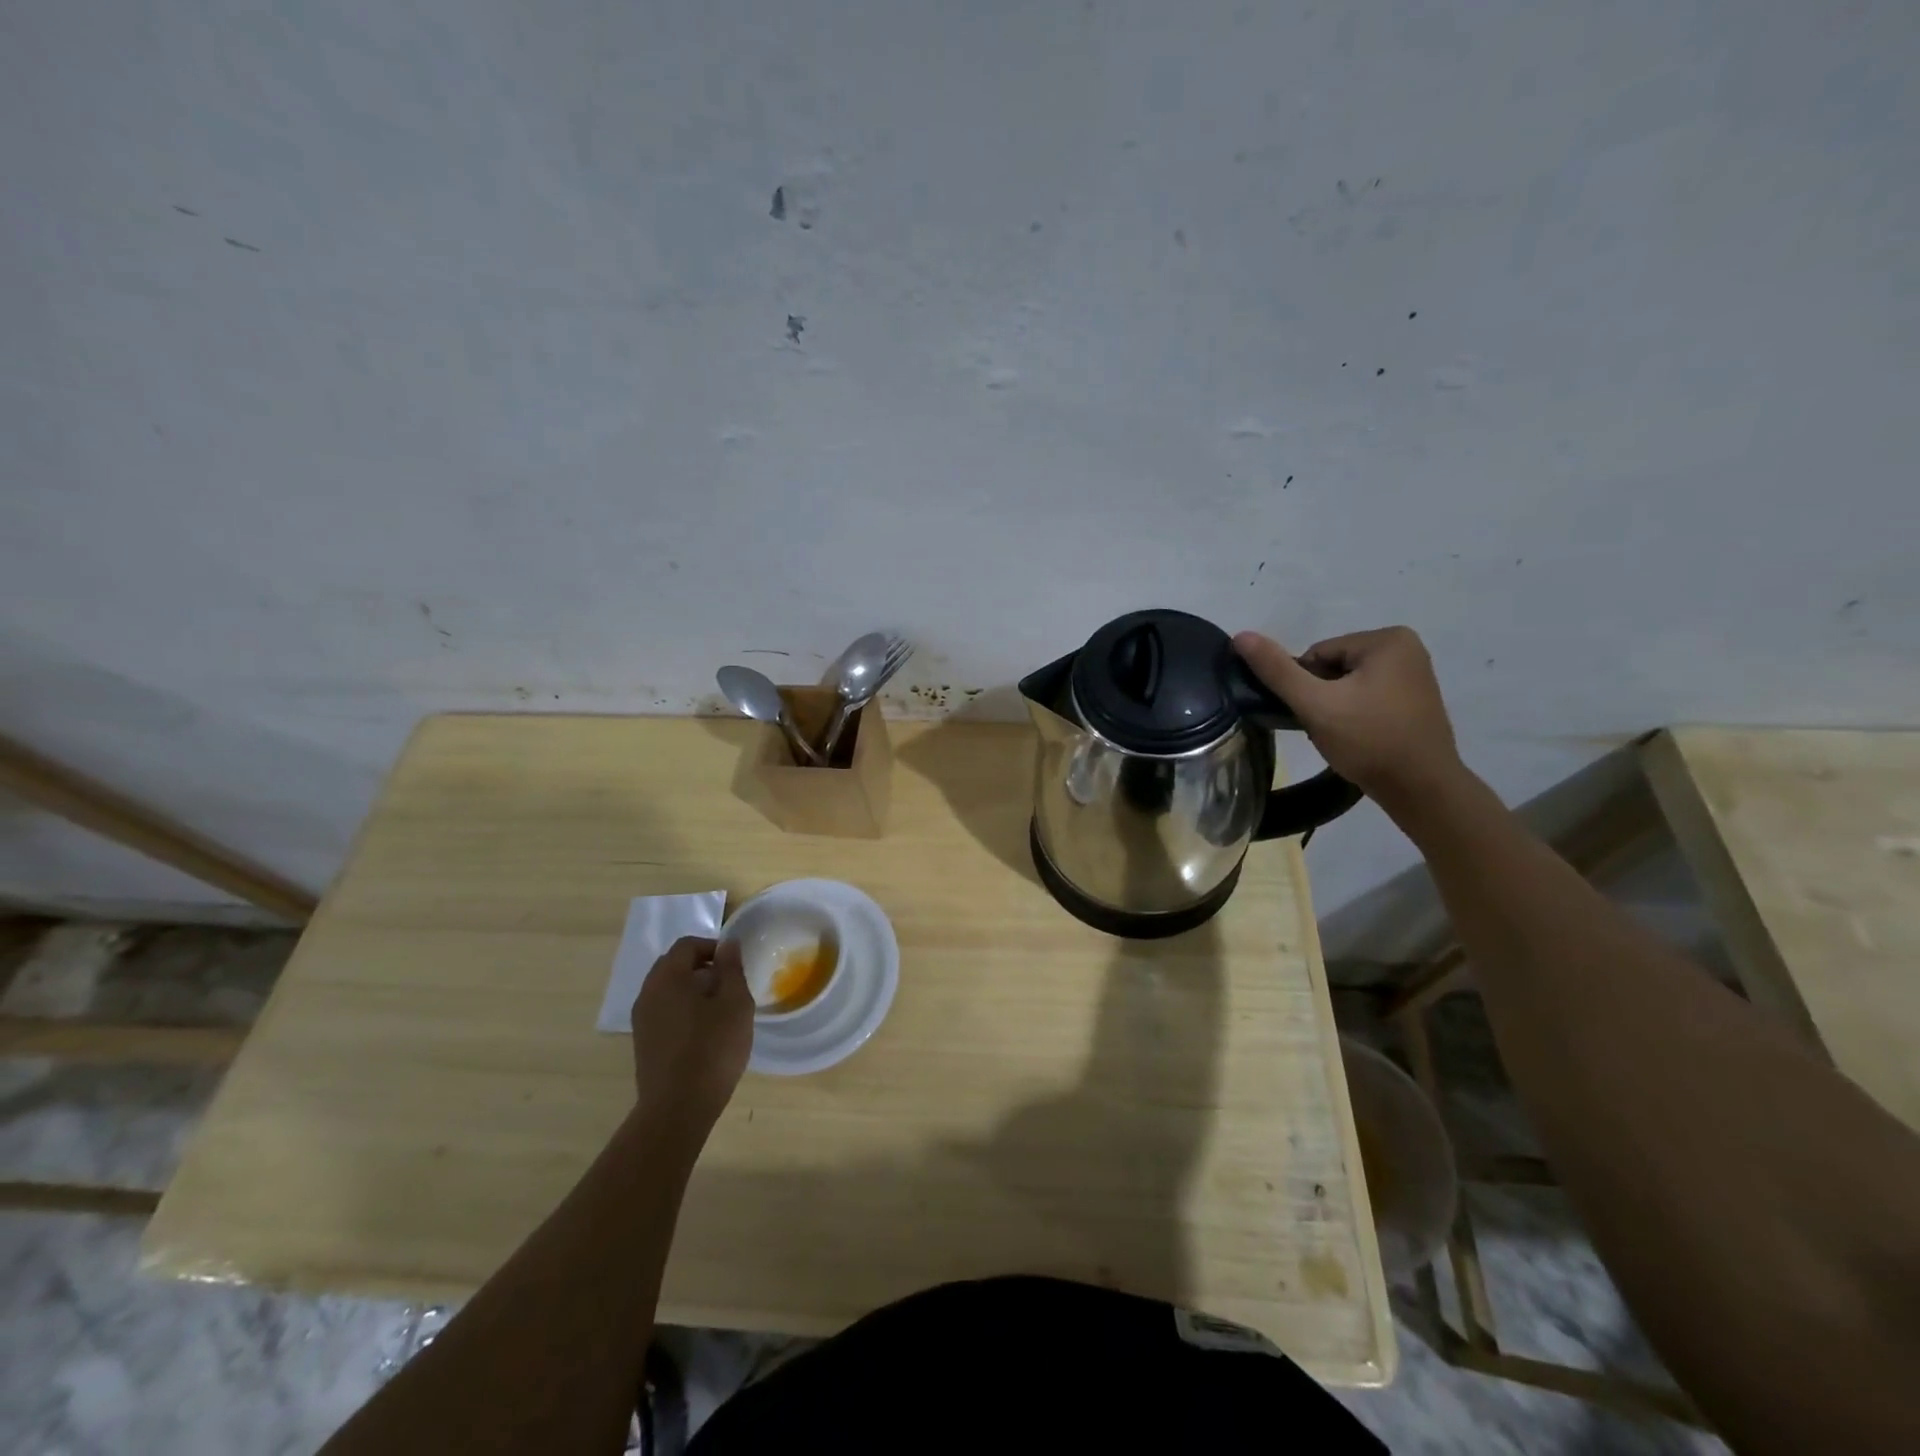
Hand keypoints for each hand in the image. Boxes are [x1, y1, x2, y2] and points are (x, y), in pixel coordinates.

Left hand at [630, 937, 752, 1134]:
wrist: (677, 1108)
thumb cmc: (712, 1049)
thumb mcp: (735, 1003)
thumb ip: (731, 969)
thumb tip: (728, 944)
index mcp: (667, 977)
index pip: (687, 945)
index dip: (713, 947)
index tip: (734, 966)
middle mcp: (648, 993)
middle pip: (674, 965)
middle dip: (702, 967)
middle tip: (729, 985)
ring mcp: (642, 1020)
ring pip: (668, 990)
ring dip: (692, 990)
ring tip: (719, 1010)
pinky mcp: (643, 1042)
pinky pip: (664, 1011)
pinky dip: (683, 1010)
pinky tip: (704, 1032)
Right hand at [1233, 626, 1463, 805]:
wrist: (1421, 790)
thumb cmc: (1369, 741)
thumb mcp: (1315, 704)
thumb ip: (1277, 670)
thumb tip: (1241, 636)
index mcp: (1387, 639)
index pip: (1317, 655)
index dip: (1305, 687)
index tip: (1316, 715)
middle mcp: (1406, 648)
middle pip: (1332, 667)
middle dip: (1321, 697)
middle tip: (1328, 728)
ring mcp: (1414, 674)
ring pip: (1347, 684)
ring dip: (1335, 708)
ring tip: (1342, 736)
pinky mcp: (1414, 699)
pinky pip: (1367, 696)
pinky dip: (1354, 715)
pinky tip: (1358, 738)